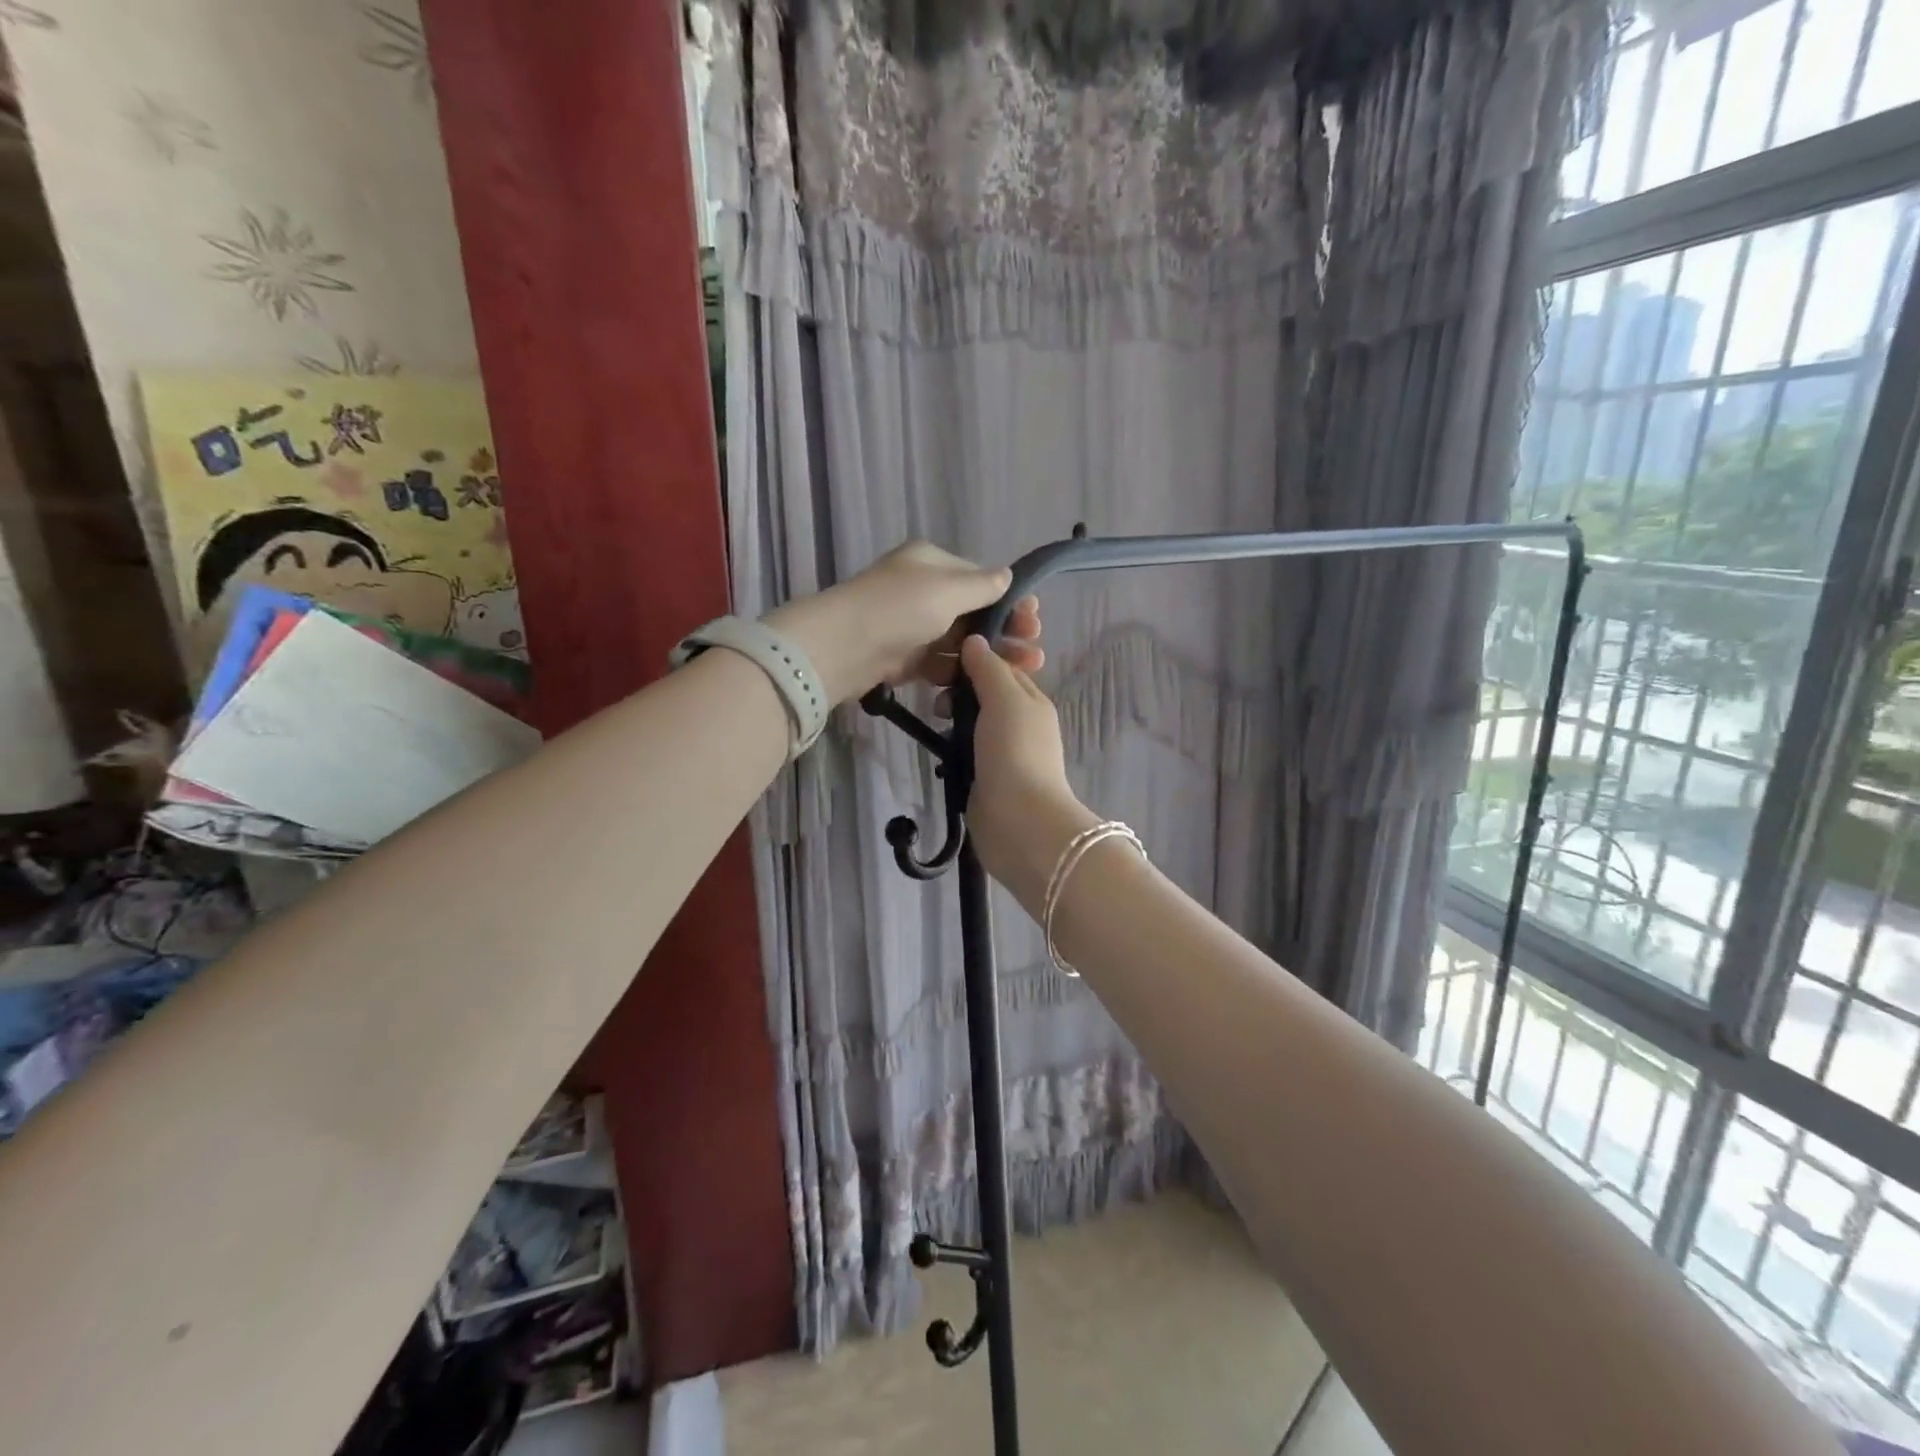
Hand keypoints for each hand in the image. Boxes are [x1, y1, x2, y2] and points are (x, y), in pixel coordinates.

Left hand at [768, 541, 1042, 704]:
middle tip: (1034, 650)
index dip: (1009, 599)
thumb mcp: (947, 588)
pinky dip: (959, 672)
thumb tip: (1008, 576)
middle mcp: (921, 590)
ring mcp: (911, 626)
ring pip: (958, 641)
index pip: (979, 579)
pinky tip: (984, 683)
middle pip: (972, 611)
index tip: (1034, 619)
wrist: (841, 648)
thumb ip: (982, 585)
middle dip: (1004, 630)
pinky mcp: (902, 658)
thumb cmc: (899, 608)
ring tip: (1021, 670)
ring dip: (988, 654)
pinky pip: (938, 663)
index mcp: (931, 563)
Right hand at [960, 634, 1096, 904]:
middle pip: (984, 692)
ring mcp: (1001, 752)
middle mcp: (1019, 723)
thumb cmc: (1015, 751)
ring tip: (933, 716)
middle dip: (958, 686)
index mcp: (1031, 700)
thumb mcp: (1006, 698)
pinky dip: (950, 745)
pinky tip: (936, 746)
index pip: (1001, 665)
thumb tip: (974, 641)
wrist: (1019, 821)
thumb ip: (989, 668)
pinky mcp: (984, 777)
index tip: (942, 654)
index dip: (974, 655)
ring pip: (971, 721)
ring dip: (951, 715)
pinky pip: (964, 750)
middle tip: (932, 689)